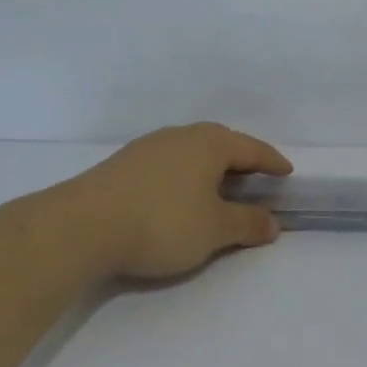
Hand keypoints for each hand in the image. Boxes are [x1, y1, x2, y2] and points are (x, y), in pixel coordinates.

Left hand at [71, 122, 292, 280]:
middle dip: (241, 161)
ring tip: (218, 190)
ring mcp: (148, 148)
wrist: (80, 227)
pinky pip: (168, 165)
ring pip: (191, 153)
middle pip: (221, 144)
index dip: (272, 162)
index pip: (252, 149)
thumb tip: (272, 222)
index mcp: (209, 144)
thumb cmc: (162, 222)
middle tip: (256, 179)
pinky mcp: (122, 165)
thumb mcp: (214, 230)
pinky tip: (179, 197)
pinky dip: (185, 177)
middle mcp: (180, 136)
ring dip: (210, 170)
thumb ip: (247, 224)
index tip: (287, 172)